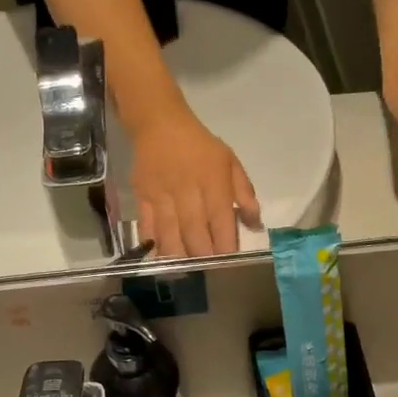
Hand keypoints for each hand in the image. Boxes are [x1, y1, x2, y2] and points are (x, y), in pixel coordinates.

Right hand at [128, 105, 260, 257]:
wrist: (159, 124)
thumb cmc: (200, 145)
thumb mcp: (230, 161)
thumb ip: (245, 193)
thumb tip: (255, 224)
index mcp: (213, 180)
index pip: (220, 218)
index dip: (225, 242)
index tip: (230, 261)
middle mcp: (187, 190)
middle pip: (194, 230)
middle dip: (203, 255)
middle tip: (210, 272)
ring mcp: (162, 195)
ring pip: (170, 232)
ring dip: (180, 255)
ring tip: (188, 271)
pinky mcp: (142, 197)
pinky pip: (147, 226)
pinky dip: (154, 244)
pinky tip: (161, 258)